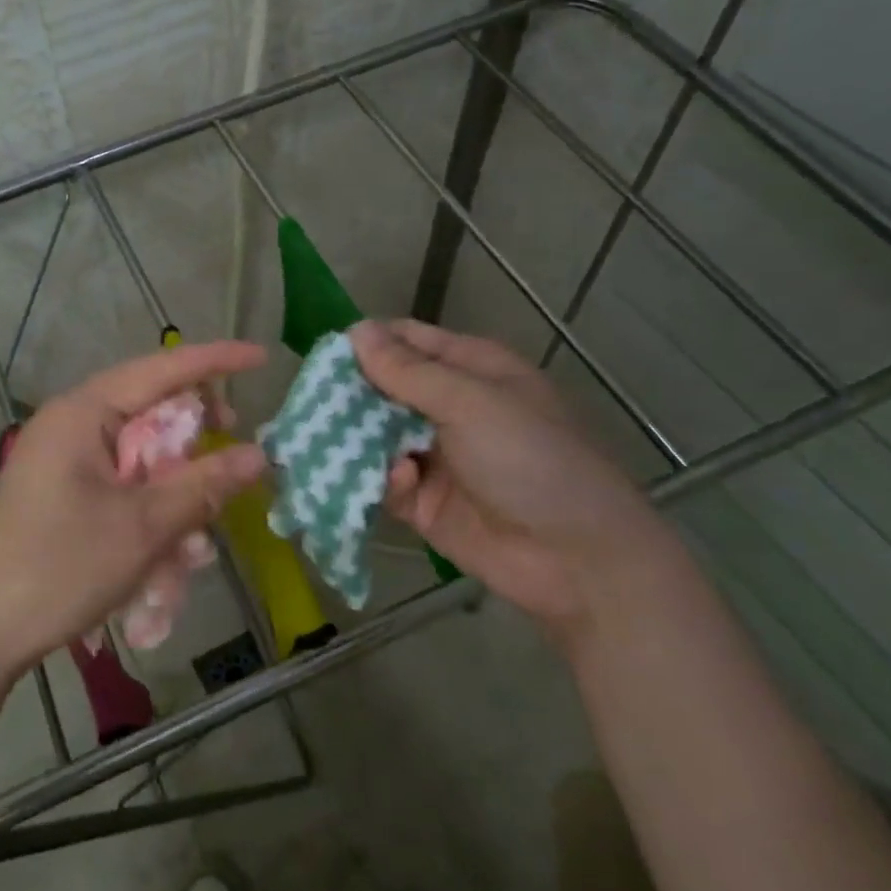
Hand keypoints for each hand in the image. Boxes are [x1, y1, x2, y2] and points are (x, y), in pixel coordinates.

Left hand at [0, 341, 269, 679]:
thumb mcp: (144, 526)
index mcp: (83, 412)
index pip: (161, 369)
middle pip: (150, 408)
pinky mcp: (62, 489)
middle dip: (196, 434)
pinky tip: (168, 552)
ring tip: (198, 528)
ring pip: (139, 451)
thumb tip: (259, 454)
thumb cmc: (60, 568)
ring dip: (175, 482)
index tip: (261, 358)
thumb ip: (204, 484)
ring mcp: (63, 457)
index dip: (215, 361)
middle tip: (235, 450)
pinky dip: (150, 504)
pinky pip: (121, 480)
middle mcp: (71, 423)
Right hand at [351, 319, 675, 638]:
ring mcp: (436, 456)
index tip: (325, 355)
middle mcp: (450, 407)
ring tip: (328, 439)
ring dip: (356, 438)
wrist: (577, 559)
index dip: (368, 343)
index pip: (408, 341)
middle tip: (313, 401)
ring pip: (377, 435)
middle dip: (351, 393)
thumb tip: (355, 331)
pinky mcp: (424, 502)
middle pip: (385, 388)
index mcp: (470, 370)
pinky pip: (385, 481)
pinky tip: (398, 482)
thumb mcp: (471, 403)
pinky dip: (381, 479)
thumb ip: (408, 371)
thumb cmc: (530, 459)